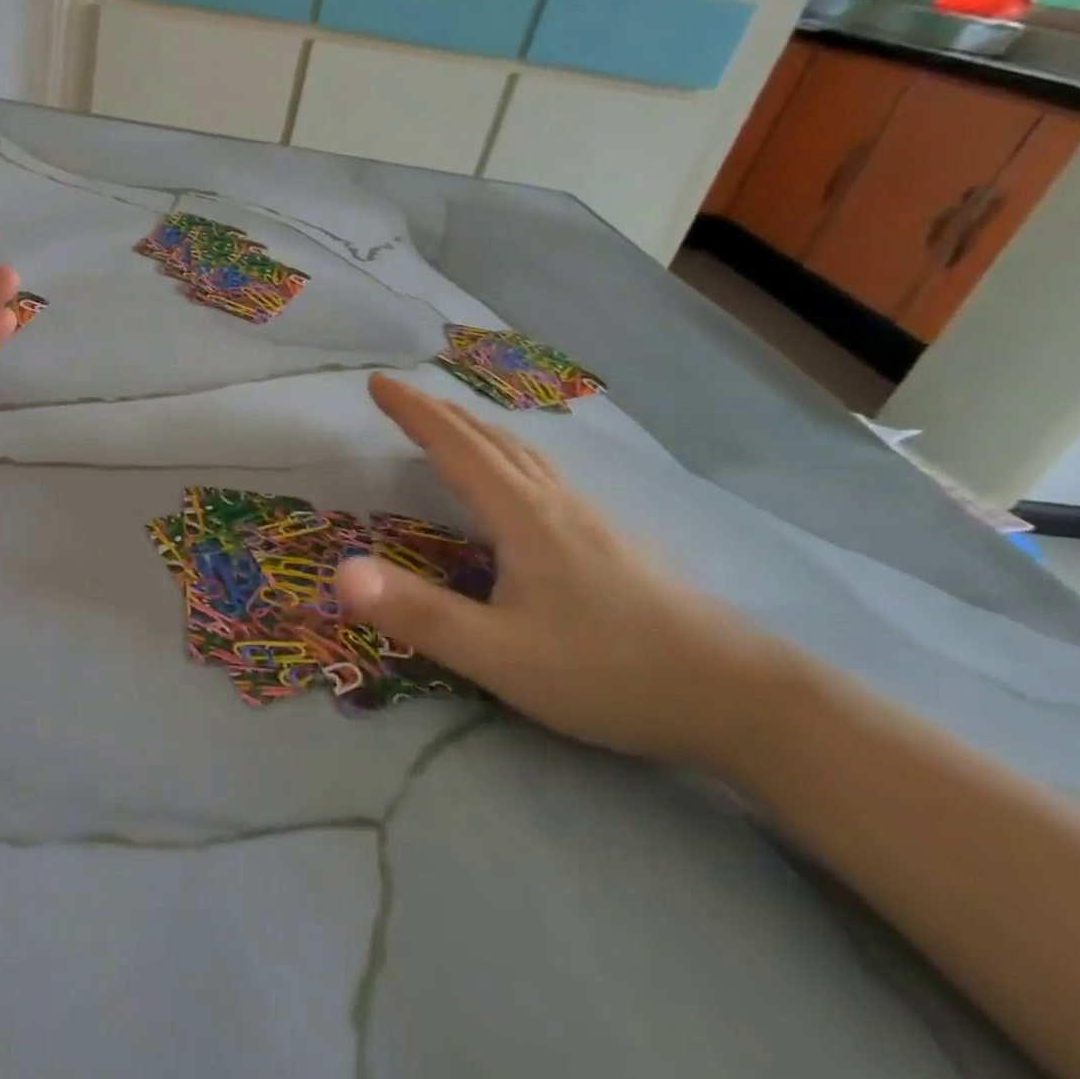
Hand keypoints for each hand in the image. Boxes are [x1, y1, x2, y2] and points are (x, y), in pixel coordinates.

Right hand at [334, 374, 789, 765]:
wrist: (738, 696)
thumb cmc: (609, 672)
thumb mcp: (500, 655)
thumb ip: (420, 615)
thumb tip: (341, 573)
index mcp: (521, 514)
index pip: (454, 446)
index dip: (412, 412)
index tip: (377, 383)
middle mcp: (552, 501)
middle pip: (488, 438)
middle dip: (439, 412)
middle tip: (401, 398)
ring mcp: (586, 518)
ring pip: (520, 453)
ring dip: (475, 429)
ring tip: (450, 425)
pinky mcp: (607, 540)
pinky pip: (540, 474)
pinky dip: (507, 454)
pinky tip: (517, 482)